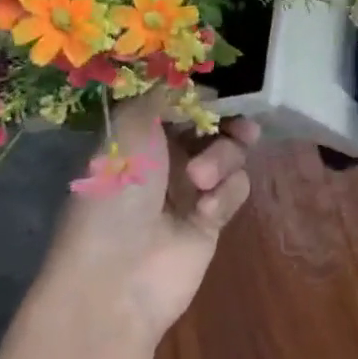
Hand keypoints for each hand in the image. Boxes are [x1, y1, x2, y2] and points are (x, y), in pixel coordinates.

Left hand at [43, 91, 256, 342]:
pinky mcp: (212, 218)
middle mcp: (167, 156)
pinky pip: (235, 189)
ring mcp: (191, 188)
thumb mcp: (130, 126)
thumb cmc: (117, 190)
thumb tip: (195, 83)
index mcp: (142, 133)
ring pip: (230, 154)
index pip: (184, 102)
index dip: (204, 97)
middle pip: (214, 126)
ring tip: (200, 182)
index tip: (219, 95)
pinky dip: (225, 195)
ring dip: (222, 160)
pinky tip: (205, 213)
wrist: (117, 275)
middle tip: (240, 128)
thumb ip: (164, 94)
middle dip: (228, 124)